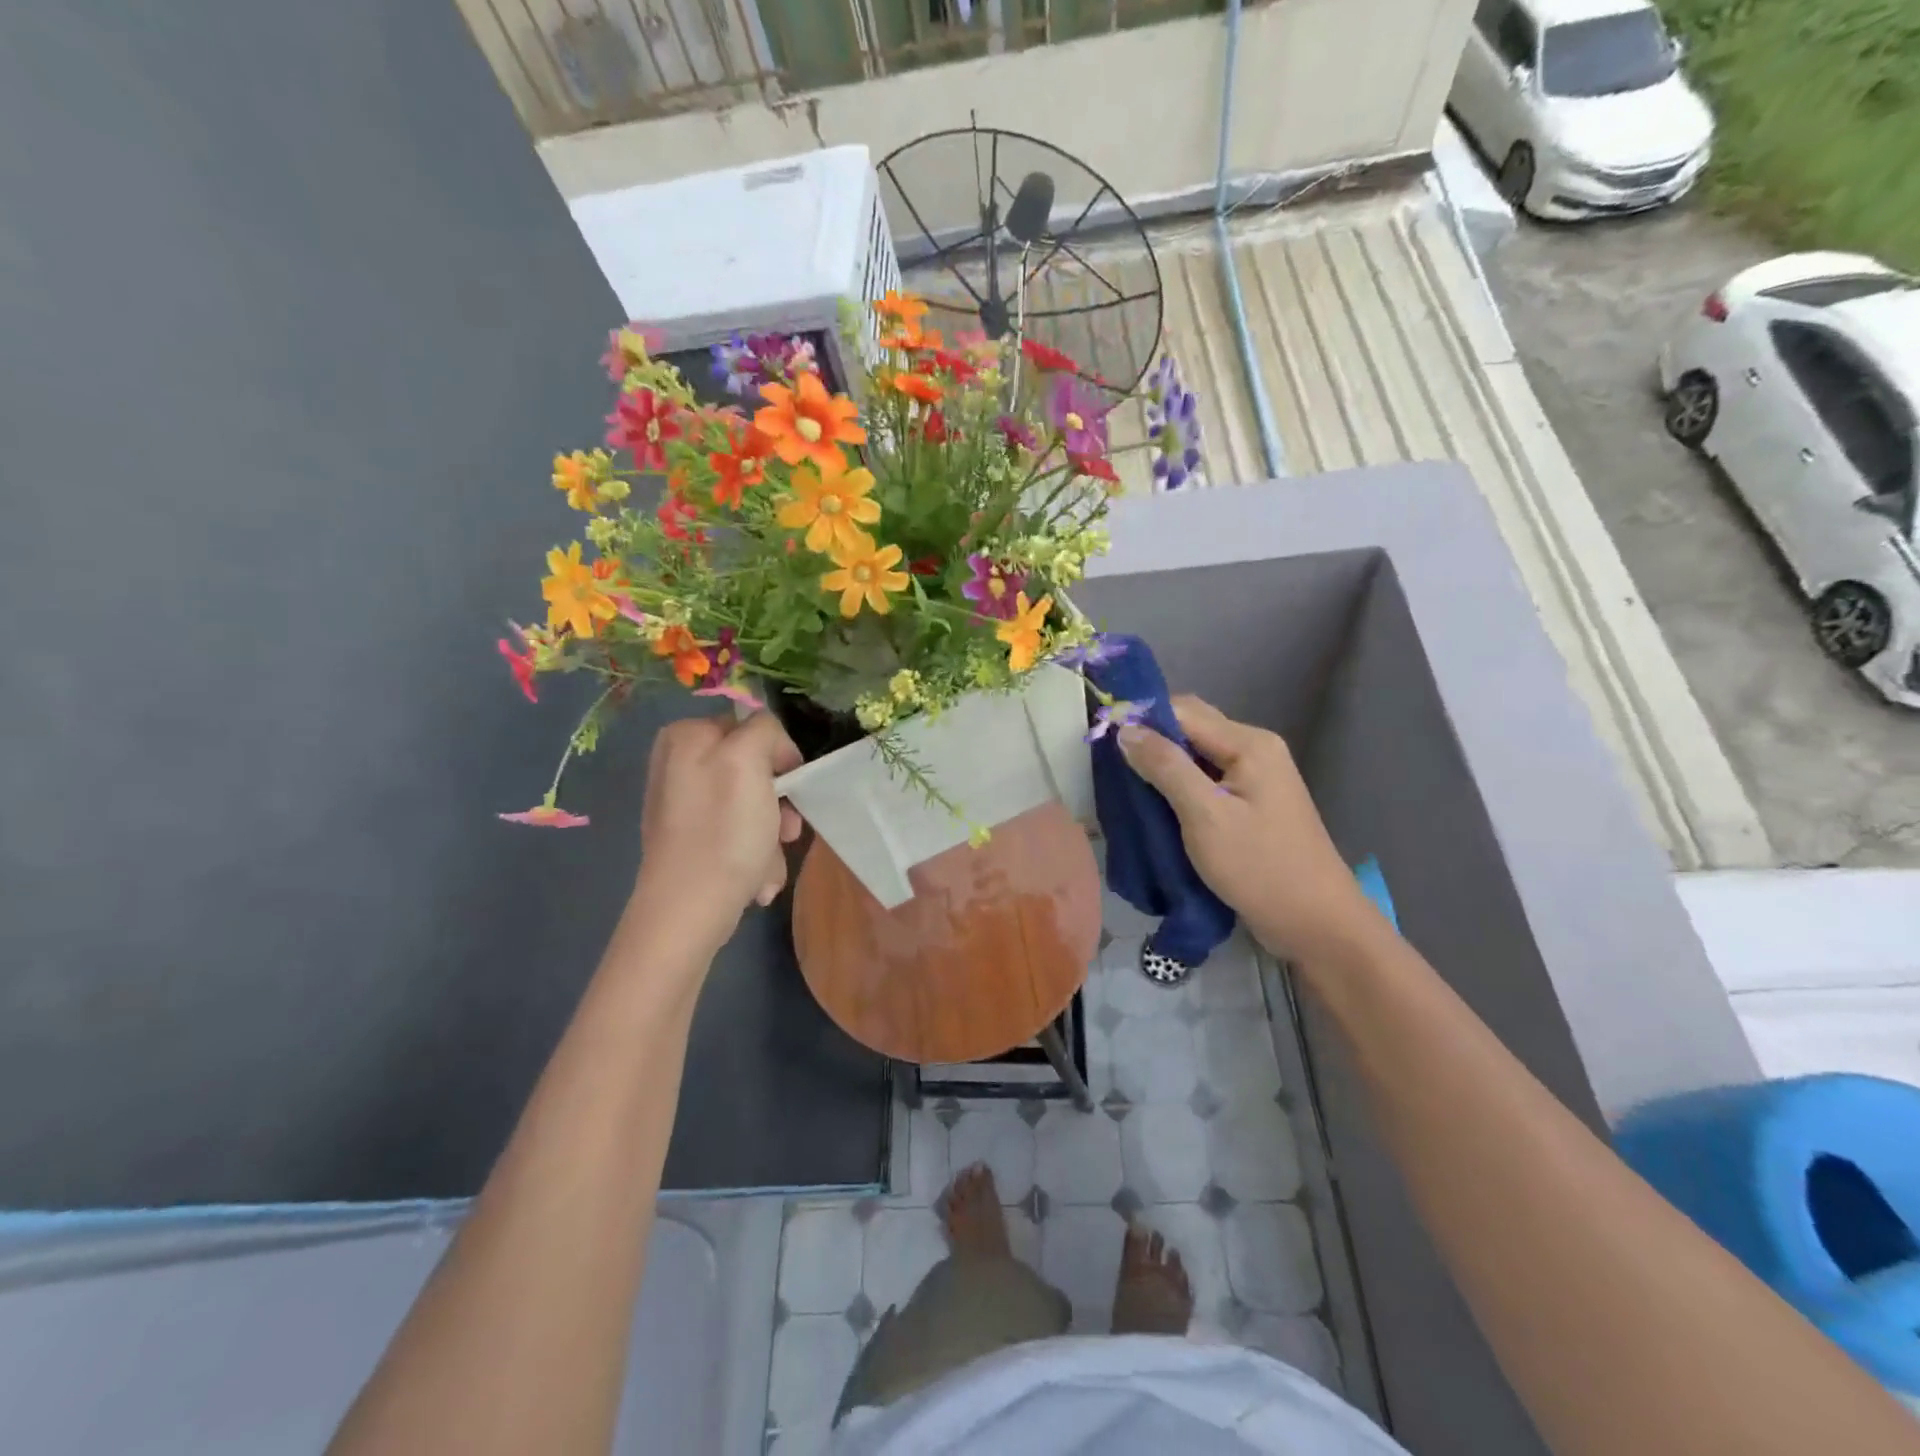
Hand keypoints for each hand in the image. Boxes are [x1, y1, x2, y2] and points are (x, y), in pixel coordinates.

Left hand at [632, 713, 803, 946]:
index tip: (789, 790)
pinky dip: (755, 855)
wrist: (689, 911)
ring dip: (771, 836)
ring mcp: (683, 805)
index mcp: (686, 736)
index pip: (754, 728)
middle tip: (787, 831)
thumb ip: (764, 729)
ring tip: (768, 864)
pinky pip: (738, 834)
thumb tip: (772, 747)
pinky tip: (755, 880)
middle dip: (778, 804)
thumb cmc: (723, 832)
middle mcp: (679, 764)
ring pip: (753, 807)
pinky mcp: (691, 840)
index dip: (780, 757)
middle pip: (755, 771)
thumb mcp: (748, 761)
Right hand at [1117, 696, 1380, 963]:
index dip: (1141, 719)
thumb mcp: (1205, 815)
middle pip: (1191, 729)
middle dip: (1150, 741)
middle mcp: (1254, 750)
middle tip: (1110, 764)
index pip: (1182, 711)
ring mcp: (1255, 779)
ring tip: (1124, 784)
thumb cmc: (1259, 866)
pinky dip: (1178, 787)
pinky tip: (1154, 805)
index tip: (1100, 739)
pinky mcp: (1251, 805)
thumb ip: (1165, 767)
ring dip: (1162, 766)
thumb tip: (1125, 729)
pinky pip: (1206, 781)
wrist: (1315, 924)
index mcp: (1248, 743)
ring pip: (1196, 757)